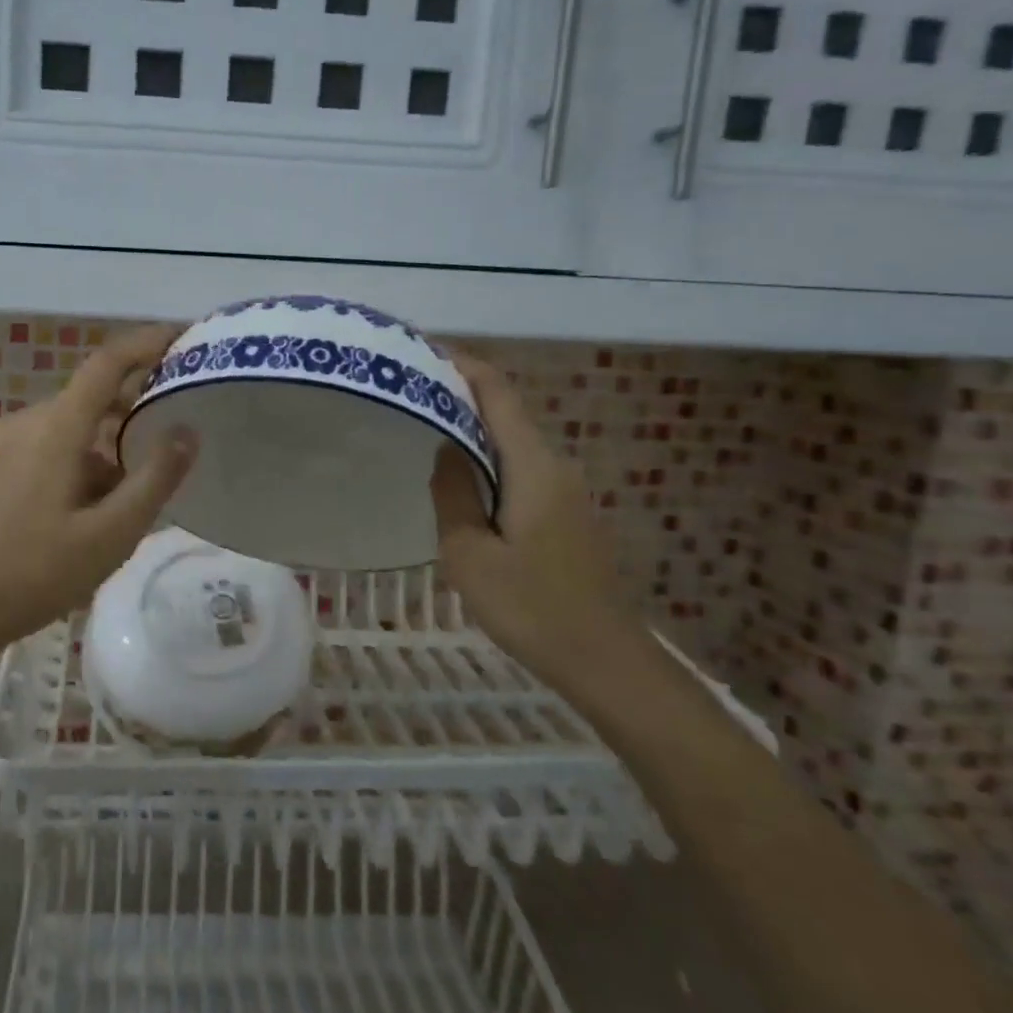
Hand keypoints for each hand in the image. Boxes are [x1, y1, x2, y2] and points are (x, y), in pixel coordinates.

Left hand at [0, 325, 196, 654]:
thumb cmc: (36, 573)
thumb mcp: (111, 534)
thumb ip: (155, 479)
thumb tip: (188, 431)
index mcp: (54, 429)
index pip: (106, 363)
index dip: (146, 343)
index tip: (181, 336)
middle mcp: (24, 423)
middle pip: (88, 397)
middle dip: (132, 407)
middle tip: (172, 428)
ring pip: (67, 427)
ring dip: (104, 444)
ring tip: (133, 490)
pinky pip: (43, 446)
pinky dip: (76, 459)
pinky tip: (87, 507)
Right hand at [431, 352, 631, 673]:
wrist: (606, 662)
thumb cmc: (532, 607)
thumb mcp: (470, 554)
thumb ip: (454, 494)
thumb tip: (445, 449)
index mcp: (533, 465)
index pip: (497, 392)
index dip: (461, 365)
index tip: (420, 350)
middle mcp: (554, 465)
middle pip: (505, 410)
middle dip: (458, 392)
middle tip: (407, 391)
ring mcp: (564, 491)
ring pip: (511, 441)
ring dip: (470, 427)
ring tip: (422, 426)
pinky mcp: (564, 515)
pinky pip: (519, 468)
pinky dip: (485, 458)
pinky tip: (458, 478)